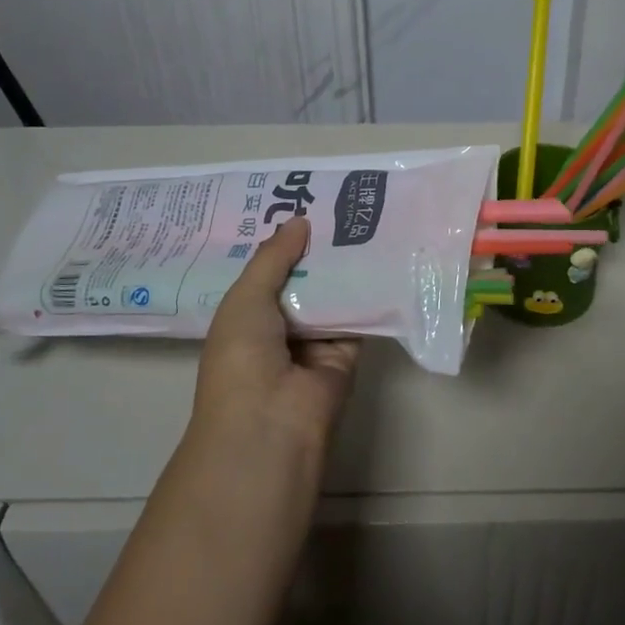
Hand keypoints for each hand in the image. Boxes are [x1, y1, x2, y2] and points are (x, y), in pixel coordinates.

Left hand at [194, 217, 359, 452]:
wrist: (271, 422)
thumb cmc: (242, 357)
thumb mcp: (246, 298)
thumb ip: (273, 258)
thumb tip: (300, 220)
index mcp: (246, 316)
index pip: (267, 272)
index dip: (282, 243)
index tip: (302, 204)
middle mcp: (280, 327)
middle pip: (303, 280)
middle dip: (317, 248)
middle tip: (340, 203)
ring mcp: (314, 341)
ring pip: (332, 294)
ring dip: (344, 265)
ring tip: (364, 218)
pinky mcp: (347, 353)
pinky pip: (359, 316)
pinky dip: (369, 292)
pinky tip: (383, 254)